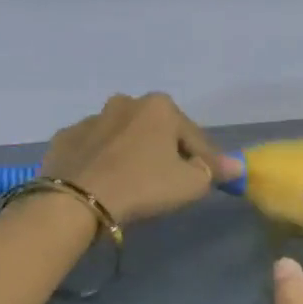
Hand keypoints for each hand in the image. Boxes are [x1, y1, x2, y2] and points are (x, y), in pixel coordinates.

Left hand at [42, 92, 241, 224]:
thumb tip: (236, 166)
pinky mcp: (66, 138)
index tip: (211, 180)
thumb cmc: (144, 186)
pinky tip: (105, 181)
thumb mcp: (191, 184)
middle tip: (170, 181)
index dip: (207, 160)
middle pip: (158, 131)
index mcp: (160, 107)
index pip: (195, 137)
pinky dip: (103, 160)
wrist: (77, 200)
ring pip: (124, 137)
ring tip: (135, 182)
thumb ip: (215, 171)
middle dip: (167, 151)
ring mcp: (91, 118)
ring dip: (133, 153)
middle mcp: (126, 103)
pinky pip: (95, 149)